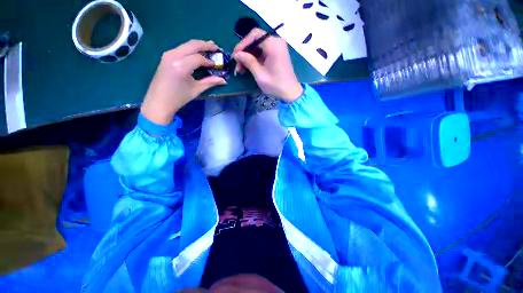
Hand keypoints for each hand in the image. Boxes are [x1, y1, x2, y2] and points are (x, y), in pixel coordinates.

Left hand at [141, 40, 226, 124]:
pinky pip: (181, 48)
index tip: (216, 65)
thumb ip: (210, 82)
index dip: (209, 61)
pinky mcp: (166, 56)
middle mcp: (173, 56)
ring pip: (186, 45)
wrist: (159, 101)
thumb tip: (224, 80)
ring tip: (208, 47)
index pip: (199, 58)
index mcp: (181, 66)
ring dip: (198, 45)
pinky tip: (196, 52)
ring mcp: (168, 55)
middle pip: (192, 45)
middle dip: (205, 45)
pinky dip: (190, 48)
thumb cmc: (179, 98)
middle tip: (216, 47)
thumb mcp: (196, 90)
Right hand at [233, 28, 302, 102]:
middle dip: (245, 52)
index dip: (242, 44)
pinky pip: (263, 52)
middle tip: (237, 65)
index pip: (254, 35)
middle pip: (256, 40)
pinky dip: (255, 59)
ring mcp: (277, 48)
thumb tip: (237, 54)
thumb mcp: (260, 75)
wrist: (290, 92)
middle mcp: (276, 42)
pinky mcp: (277, 54)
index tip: (235, 55)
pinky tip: (249, 68)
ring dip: (248, 57)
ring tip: (241, 69)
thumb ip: (249, 62)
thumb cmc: (276, 85)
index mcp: (273, 45)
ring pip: (258, 47)